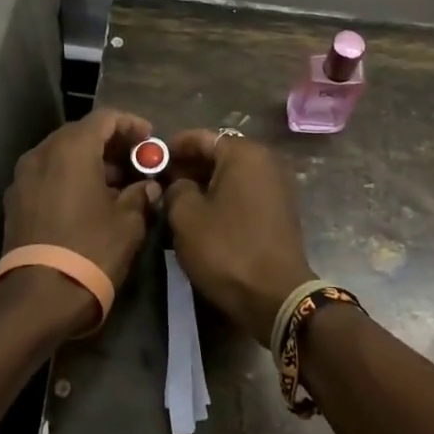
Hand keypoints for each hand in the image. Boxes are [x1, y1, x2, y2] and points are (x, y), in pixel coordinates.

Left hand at [0, 109, 160, 332]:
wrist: (37, 300)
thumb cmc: (90, 250)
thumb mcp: (128, 222)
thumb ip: (140, 195)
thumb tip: (148, 187)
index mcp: (71, 148)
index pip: (105, 118)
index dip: (131, 125)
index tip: (151, 140)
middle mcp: (42, 154)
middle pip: (80, 134)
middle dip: (111, 144)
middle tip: (137, 161)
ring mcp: (23, 179)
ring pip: (62, 156)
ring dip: (91, 163)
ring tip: (118, 185)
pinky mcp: (15, 203)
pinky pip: (48, 176)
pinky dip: (71, 178)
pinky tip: (91, 202)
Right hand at [163, 130, 316, 346]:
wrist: (276, 296)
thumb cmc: (227, 249)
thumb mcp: (186, 218)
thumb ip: (176, 190)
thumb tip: (179, 184)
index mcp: (244, 154)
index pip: (202, 137)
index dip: (175, 146)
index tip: (153, 158)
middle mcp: (266, 161)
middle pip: (220, 154)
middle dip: (190, 166)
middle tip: (162, 181)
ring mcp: (277, 186)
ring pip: (232, 175)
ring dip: (206, 184)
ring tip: (177, 201)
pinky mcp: (281, 210)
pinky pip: (245, 193)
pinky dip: (224, 198)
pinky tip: (203, 216)